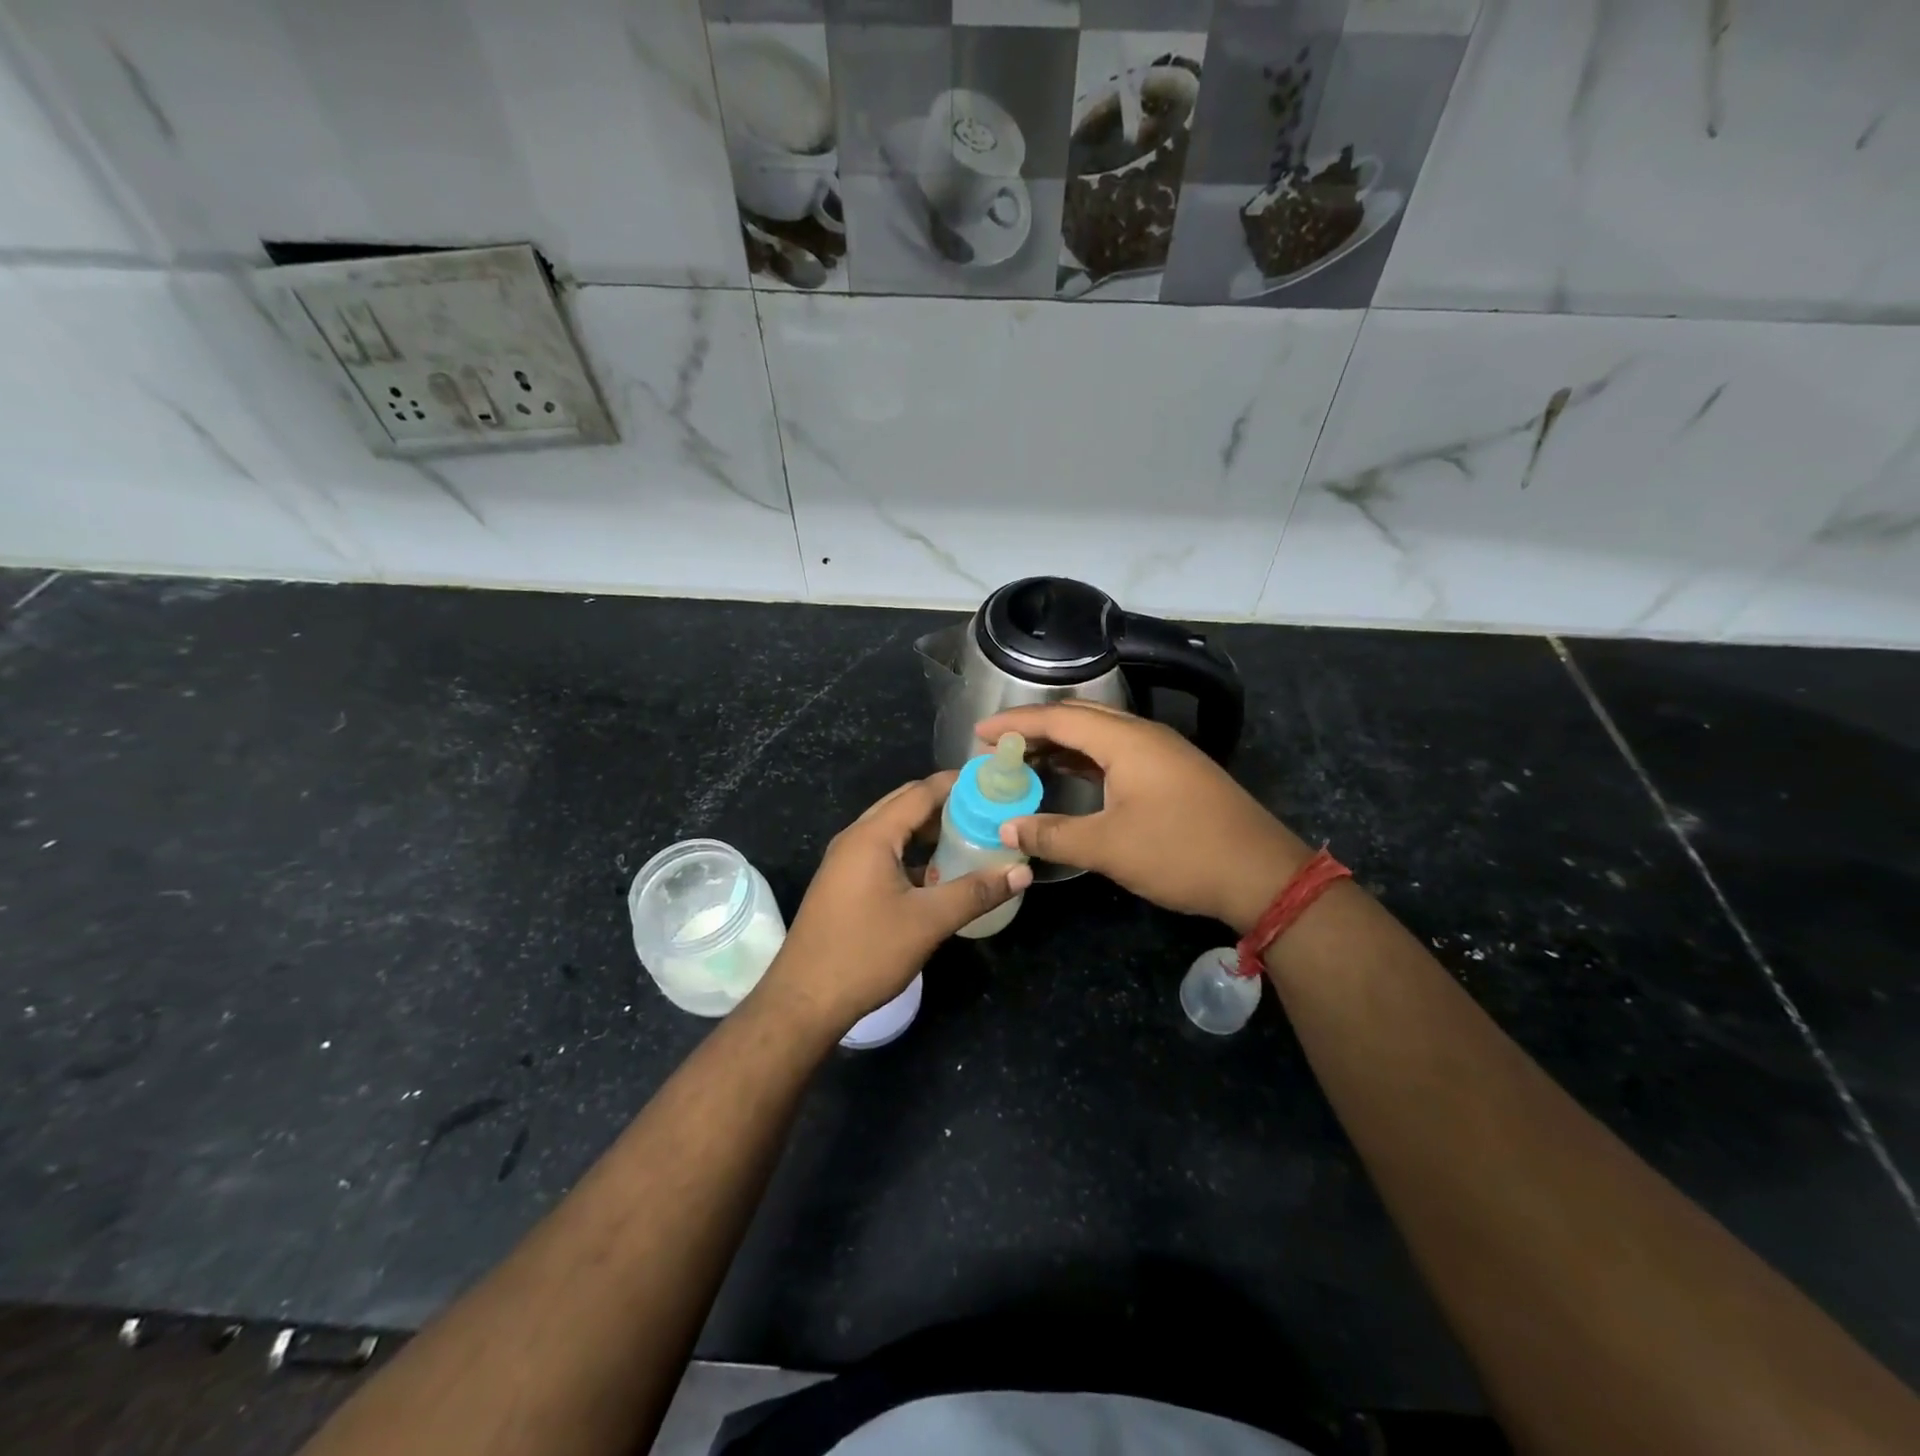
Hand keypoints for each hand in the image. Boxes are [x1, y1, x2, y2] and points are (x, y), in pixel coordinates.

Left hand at [764, 772, 1033, 1033]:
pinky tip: (937, 871)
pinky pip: (883, 852)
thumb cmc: (866, 952)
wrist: (804, 999)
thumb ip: (976, 892)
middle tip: (986, 809)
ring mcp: (845, 861)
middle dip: (944, 803)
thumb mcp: (928, 921)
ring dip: (927, 829)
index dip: (957, 784)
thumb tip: (1022, 872)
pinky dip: (911, 852)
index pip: (920, 792)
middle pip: (904, 805)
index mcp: (872, 836)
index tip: (992, 783)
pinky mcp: (844, 883)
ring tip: (968, 835)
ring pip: (893, 830)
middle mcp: (855, 838)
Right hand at [976, 702, 1309, 934]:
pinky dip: (1086, 759)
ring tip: (1026, 760)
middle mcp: (1144, 736)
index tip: (980, 735)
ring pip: (1101, 735)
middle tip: (1000, 748)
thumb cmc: (1180, 852)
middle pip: (1080, 718)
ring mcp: (1164, 753)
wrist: (1261, 874)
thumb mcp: (1108, 847)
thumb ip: (1053, 834)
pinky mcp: (1174, 773)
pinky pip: (1118, 753)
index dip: (1016, 724)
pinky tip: (1071, 776)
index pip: (1059, 719)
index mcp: (1126, 741)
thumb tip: (1007, 828)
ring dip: (1062, 744)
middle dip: (1037, 728)